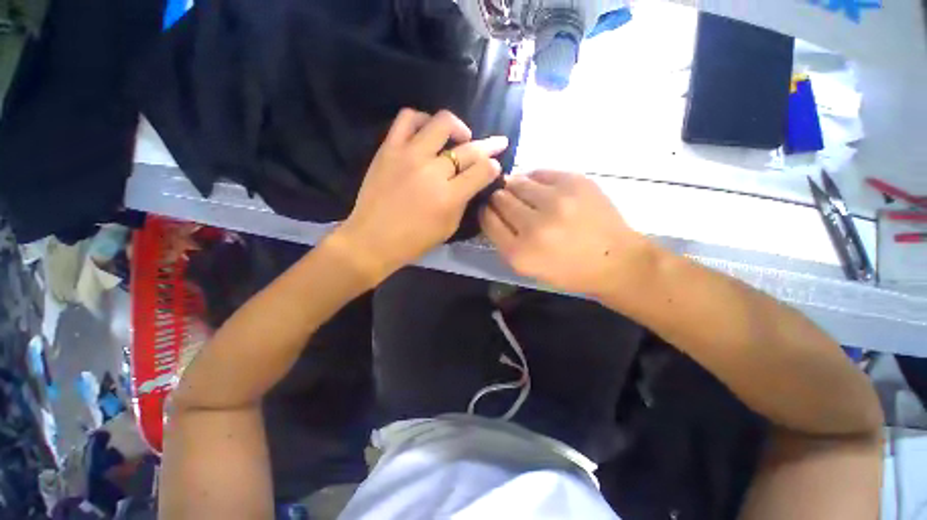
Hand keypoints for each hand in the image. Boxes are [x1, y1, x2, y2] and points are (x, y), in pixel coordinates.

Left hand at [335, 109, 507, 281]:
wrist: (372, 239)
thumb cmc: (414, 241)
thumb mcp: (448, 227)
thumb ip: (463, 201)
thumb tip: (473, 181)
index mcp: (449, 197)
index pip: (482, 171)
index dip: (494, 166)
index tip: (495, 166)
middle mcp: (432, 171)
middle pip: (469, 149)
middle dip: (490, 145)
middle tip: (497, 143)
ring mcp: (409, 155)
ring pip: (441, 123)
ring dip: (458, 127)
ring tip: (461, 137)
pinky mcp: (389, 148)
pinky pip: (407, 119)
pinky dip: (422, 119)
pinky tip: (428, 131)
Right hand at [479, 171, 652, 295]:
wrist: (616, 260)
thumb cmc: (569, 270)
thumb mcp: (528, 268)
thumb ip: (504, 242)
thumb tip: (491, 210)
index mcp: (520, 253)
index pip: (488, 220)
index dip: (486, 211)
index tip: (489, 209)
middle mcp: (535, 226)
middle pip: (500, 199)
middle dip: (499, 199)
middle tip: (507, 201)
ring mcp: (556, 201)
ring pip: (517, 182)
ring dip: (515, 187)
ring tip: (524, 194)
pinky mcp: (574, 182)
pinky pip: (540, 172)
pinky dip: (535, 179)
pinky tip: (542, 189)